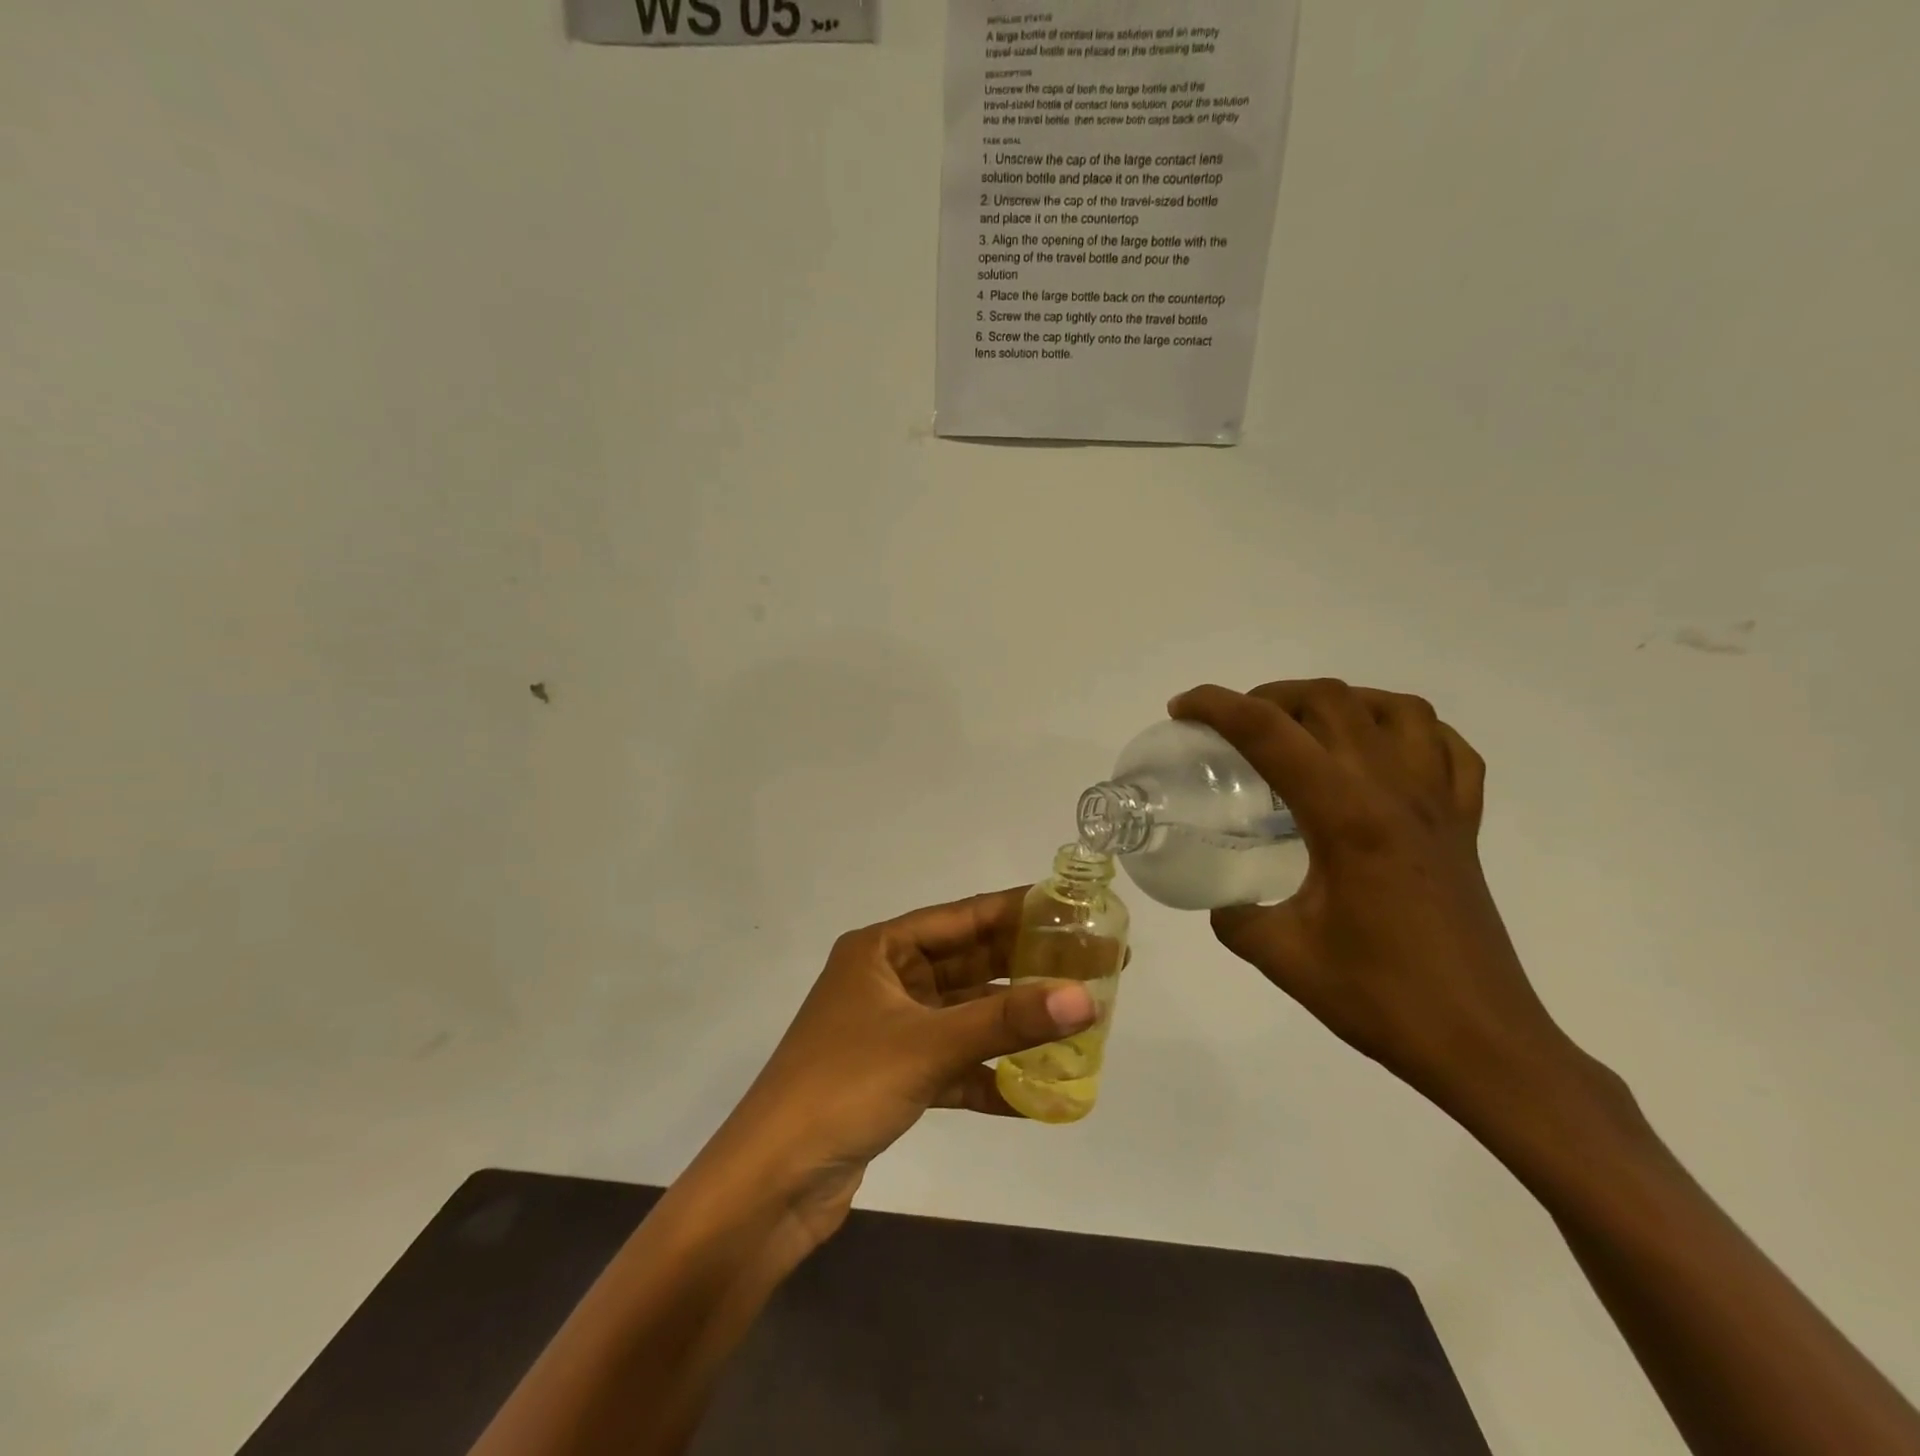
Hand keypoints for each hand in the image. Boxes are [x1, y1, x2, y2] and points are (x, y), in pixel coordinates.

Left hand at [702, 889, 1095, 1255]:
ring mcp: (890, 1031)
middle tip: (1090, 965)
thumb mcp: (929, 1044)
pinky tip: (1037, 1094)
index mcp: (881, 950)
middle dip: (1025, 969)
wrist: (771, 1184)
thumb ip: (1008, 1021)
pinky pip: (953, 1065)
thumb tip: (1085, 998)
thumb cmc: (844, 1086)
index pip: (962, 918)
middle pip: (968, 966)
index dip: (1017, 911)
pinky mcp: (894, 1078)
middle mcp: (886, 980)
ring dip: (1013, 1024)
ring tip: (1078, 1020)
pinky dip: (989, 1076)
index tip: (1071, 907)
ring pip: (965, 1016)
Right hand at [1171, 680, 1583, 1119]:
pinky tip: (1379, 753)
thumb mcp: (1283, 957)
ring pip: (1395, 709)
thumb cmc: (1381, 999)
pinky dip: (1408, 731)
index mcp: (1346, 816)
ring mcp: (1439, 805)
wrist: (1484, 1046)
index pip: (1270, 733)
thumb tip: (1223, 899)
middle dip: (1269, 696)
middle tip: (1233, 727)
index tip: (1180, 709)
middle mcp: (1395, 792)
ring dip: (1340, 702)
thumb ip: (1236, 917)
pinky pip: (1447, 749)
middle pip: (1331, 701)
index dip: (1217, 707)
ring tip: (1304, 729)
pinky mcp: (1464, 827)